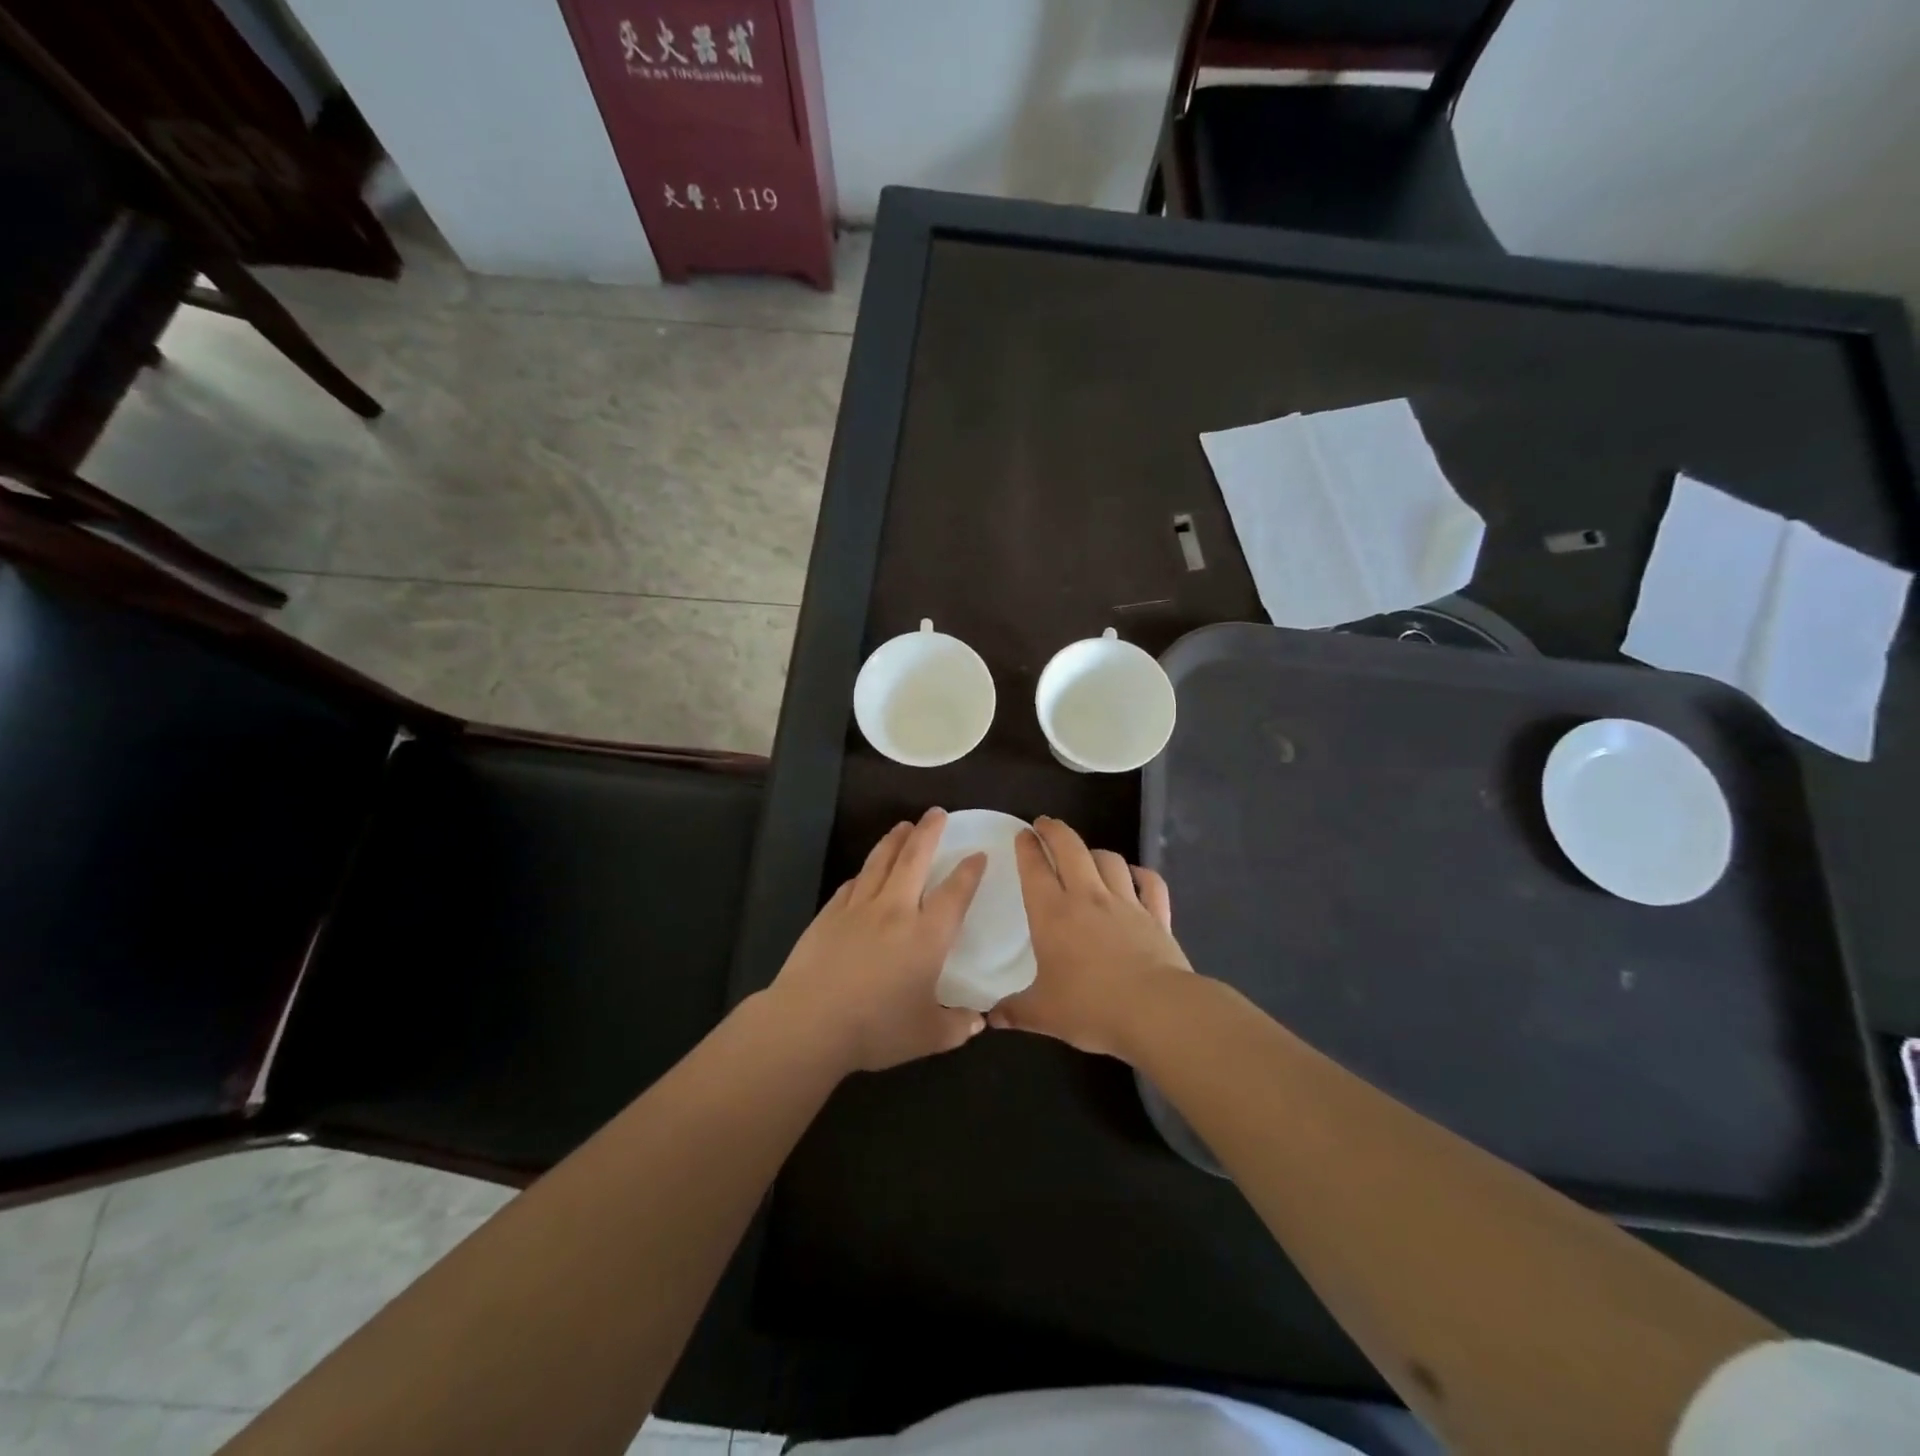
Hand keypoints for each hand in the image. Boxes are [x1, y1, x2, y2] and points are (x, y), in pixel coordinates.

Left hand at [765, 808, 987, 1073]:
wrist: (810, 1022)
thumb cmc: (876, 1028)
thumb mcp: (927, 1036)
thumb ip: (957, 1026)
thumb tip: (979, 1022)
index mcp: (927, 935)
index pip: (955, 893)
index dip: (969, 871)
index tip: (978, 854)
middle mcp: (896, 911)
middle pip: (914, 859)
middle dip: (928, 832)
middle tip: (936, 812)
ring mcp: (859, 908)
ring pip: (880, 862)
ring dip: (894, 840)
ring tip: (903, 826)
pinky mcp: (829, 914)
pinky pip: (852, 884)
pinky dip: (864, 871)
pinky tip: (865, 870)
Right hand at [991, 815, 1191, 1059]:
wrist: (1156, 1011)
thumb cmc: (1091, 1007)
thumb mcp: (1043, 1014)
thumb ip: (1015, 1011)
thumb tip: (989, 1017)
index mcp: (1053, 914)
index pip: (1035, 869)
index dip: (1027, 848)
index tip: (1023, 835)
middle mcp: (1087, 898)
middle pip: (1071, 848)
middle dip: (1055, 831)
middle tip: (1045, 824)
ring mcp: (1126, 903)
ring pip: (1109, 860)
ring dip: (1094, 852)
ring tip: (1086, 854)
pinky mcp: (1157, 916)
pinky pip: (1150, 883)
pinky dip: (1141, 875)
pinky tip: (1135, 876)